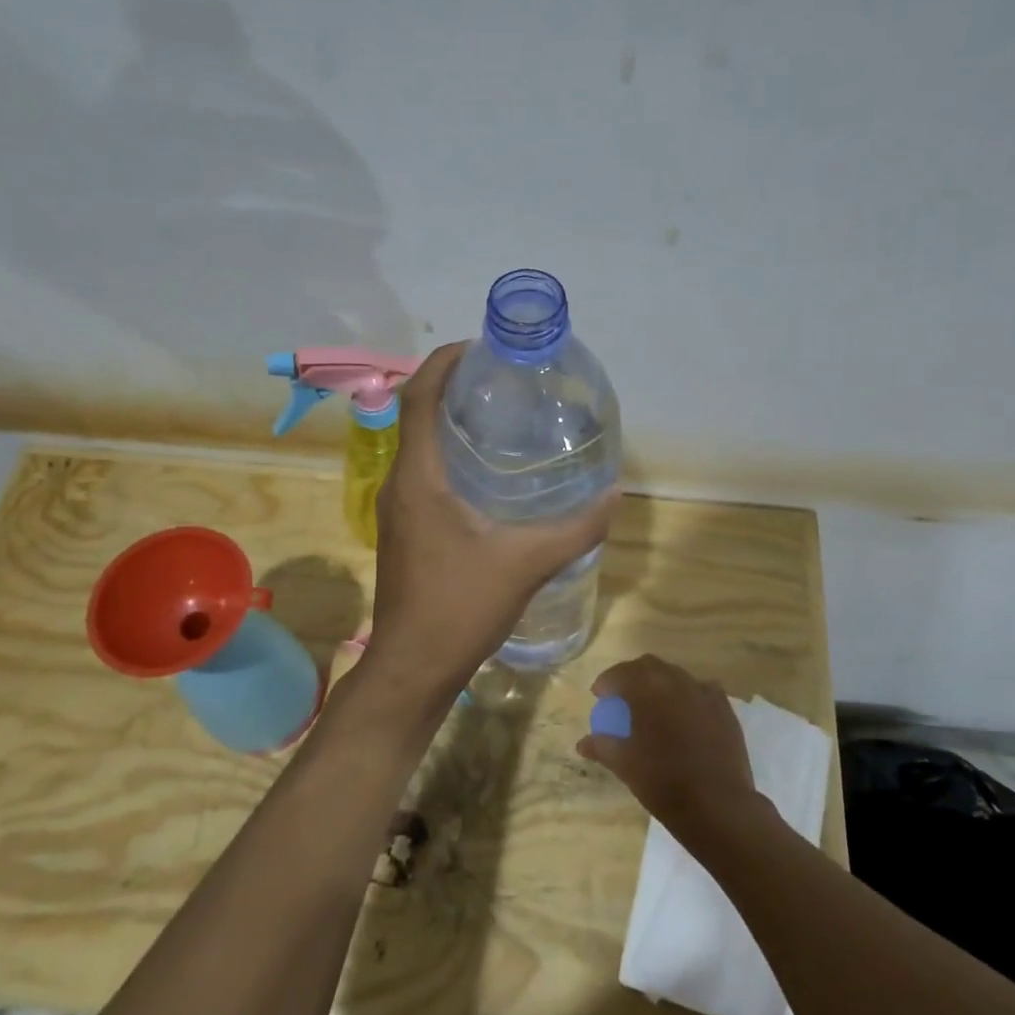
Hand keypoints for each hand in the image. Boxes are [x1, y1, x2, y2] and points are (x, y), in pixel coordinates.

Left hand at [360, 342, 616, 722]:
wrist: (413, 667)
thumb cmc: (459, 608)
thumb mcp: (526, 563)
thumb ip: (575, 527)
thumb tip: (615, 494)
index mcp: (419, 476)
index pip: (419, 396)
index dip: (444, 361)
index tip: (481, 347)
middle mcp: (401, 483)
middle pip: (419, 413)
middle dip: (455, 386)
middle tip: (505, 381)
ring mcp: (399, 508)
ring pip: (421, 445)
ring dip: (452, 422)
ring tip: (503, 418)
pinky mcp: (407, 529)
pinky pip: (426, 473)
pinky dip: (452, 456)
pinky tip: (492, 475)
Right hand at [577, 655, 761, 844]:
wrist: (718, 806)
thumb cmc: (663, 782)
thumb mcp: (624, 765)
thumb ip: (601, 746)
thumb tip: (582, 743)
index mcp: (648, 689)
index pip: (621, 673)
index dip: (606, 682)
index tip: (599, 695)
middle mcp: (676, 681)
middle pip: (649, 666)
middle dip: (632, 676)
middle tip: (622, 696)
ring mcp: (704, 692)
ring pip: (676, 675)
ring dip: (660, 683)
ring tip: (653, 704)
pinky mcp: (725, 708)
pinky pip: (701, 690)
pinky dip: (687, 695)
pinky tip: (685, 713)